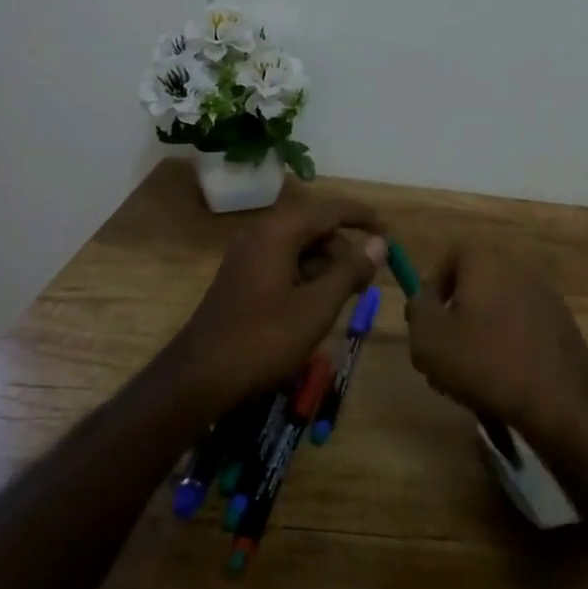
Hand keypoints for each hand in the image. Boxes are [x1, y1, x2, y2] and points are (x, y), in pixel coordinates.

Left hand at [162, 192, 387, 414]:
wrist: (198, 379)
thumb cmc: (262, 340)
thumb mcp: (316, 307)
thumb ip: (350, 270)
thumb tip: (379, 243)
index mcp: (278, 233)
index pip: (330, 209)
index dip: (363, 217)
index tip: (389, 234)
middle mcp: (261, 235)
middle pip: (315, 226)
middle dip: (345, 247)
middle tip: (366, 279)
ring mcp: (248, 256)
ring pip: (300, 246)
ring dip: (327, 264)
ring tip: (345, 296)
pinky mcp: (242, 277)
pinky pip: (284, 262)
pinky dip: (307, 275)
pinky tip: (317, 304)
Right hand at [404, 243, 587, 451]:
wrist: (561, 401)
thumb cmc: (486, 363)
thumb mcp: (429, 339)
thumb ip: (417, 309)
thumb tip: (423, 298)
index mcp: (488, 261)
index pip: (454, 253)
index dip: (436, 282)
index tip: (428, 317)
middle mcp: (519, 268)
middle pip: (477, 282)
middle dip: (457, 313)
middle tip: (445, 350)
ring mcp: (546, 295)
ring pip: (499, 307)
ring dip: (481, 332)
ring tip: (471, 374)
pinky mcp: (563, 324)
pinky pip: (523, 326)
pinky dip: (508, 344)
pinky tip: (503, 380)